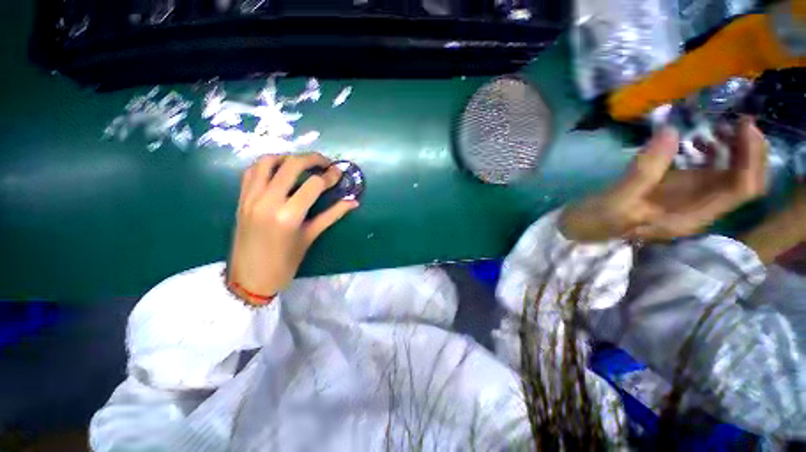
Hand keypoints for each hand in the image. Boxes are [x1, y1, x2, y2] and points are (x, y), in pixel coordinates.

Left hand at [227, 153, 358, 297]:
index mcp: (288, 215)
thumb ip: (332, 215)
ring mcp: (251, 197)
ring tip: (303, 164)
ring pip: (268, 162)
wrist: (250, 279)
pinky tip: (280, 170)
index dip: (330, 176)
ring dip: (288, 157)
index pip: (313, 184)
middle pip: (292, 165)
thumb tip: (353, 202)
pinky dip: (267, 164)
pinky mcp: (241, 198)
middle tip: (325, 163)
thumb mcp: (311, 236)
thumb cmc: (285, 263)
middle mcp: (267, 200)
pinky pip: (252, 171)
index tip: (339, 173)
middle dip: (312, 159)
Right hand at [560, 117, 766, 242]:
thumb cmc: (596, 221)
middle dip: (748, 150)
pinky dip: (711, 151)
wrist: (579, 228)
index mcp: (689, 216)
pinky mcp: (673, 188)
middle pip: (744, 180)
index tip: (742, 126)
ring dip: (732, 148)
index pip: (740, 190)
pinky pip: (707, 168)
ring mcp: (686, 198)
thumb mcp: (616, 201)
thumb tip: (670, 131)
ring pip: (729, 173)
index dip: (751, 158)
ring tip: (715, 126)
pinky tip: (697, 139)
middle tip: (734, 120)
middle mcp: (697, 208)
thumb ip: (643, 171)